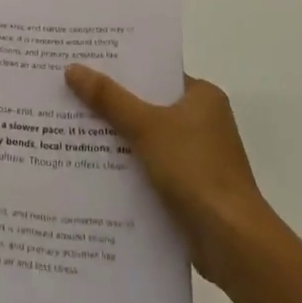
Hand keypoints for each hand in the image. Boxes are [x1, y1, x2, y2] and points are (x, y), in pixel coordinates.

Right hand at [65, 65, 269, 281]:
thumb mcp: (146, 127)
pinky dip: (127, 166)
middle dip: (112, 103)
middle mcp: (203, 121)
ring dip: (116, 137)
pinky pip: (149, 166)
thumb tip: (72, 68)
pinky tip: (92, 166)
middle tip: (69, 91)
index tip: (86, 61)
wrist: (232, 241)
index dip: (122, 67)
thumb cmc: (195, 170)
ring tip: (70, 127)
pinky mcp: (189, 187)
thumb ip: (109, 99)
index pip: (156, 72)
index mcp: (203, 96)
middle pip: (148, 104)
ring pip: (146, 137)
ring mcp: (197, 156)